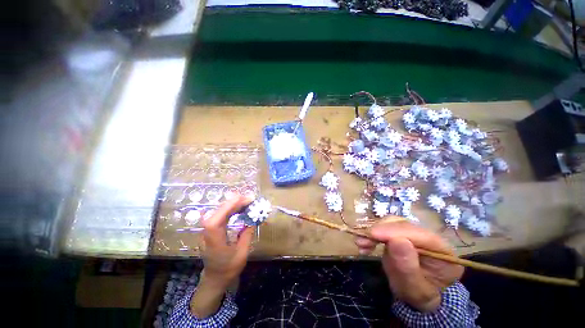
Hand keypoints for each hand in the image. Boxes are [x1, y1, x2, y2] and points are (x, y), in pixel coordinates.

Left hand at [200, 194, 254, 288]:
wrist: (215, 279)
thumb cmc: (228, 269)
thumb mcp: (242, 254)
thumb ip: (247, 235)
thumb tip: (252, 219)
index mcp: (214, 242)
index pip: (216, 221)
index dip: (228, 207)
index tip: (243, 199)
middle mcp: (207, 234)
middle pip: (217, 213)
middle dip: (234, 203)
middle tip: (249, 198)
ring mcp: (207, 231)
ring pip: (218, 212)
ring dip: (232, 204)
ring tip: (246, 201)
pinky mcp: (211, 230)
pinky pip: (220, 215)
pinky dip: (230, 209)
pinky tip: (238, 208)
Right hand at [355, 221, 463, 311]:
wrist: (414, 296)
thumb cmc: (416, 295)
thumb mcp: (413, 289)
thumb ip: (407, 267)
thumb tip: (397, 241)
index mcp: (443, 253)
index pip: (420, 235)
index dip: (395, 232)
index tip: (373, 234)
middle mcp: (430, 238)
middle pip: (404, 225)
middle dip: (381, 231)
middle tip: (361, 241)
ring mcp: (415, 234)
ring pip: (392, 223)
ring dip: (374, 231)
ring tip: (361, 244)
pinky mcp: (401, 233)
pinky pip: (385, 227)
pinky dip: (373, 234)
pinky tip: (365, 243)